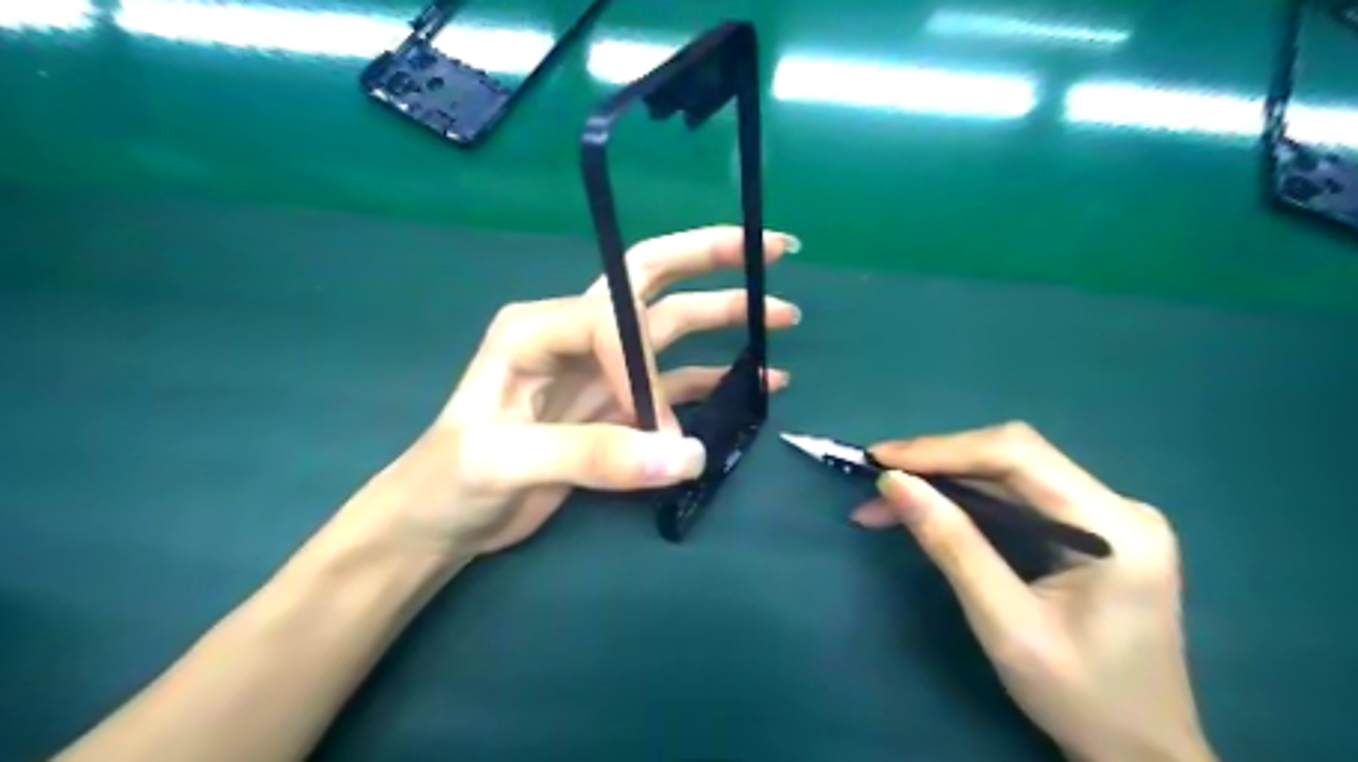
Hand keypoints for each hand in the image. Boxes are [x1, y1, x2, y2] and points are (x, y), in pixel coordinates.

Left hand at [355, 224, 797, 556]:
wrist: (439, 521)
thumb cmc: (450, 481)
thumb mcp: (507, 462)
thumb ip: (595, 454)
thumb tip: (687, 455)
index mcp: (538, 326)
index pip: (613, 321)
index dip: (644, 371)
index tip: (654, 430)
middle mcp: (574, 333)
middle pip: (650, 278)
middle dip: (710, 258)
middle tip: (773, 249)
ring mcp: (600, 369)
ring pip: (672, 329)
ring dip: (726, 317)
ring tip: (782, 315)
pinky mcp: (616, 405)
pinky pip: (676, 383)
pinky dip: (717, 379)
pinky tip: (758, 380)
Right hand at [851, 423, 1213, 761]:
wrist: (1141, 756)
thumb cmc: (1081, 699)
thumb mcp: (1006, 625)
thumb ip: (952, 545)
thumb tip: (895, 483)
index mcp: (1115, 527)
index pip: (1018, 455)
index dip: (943, 450)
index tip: (880, 460)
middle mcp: (1117, 506)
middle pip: (1012, 457)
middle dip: (938, 464)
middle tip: (877, 481)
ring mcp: (1106, 516)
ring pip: (1008, 475)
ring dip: (945, 482)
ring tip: (886, 501)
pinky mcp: (1089, 531)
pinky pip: (1016, 497)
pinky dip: (965, 501)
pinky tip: (928, 509)